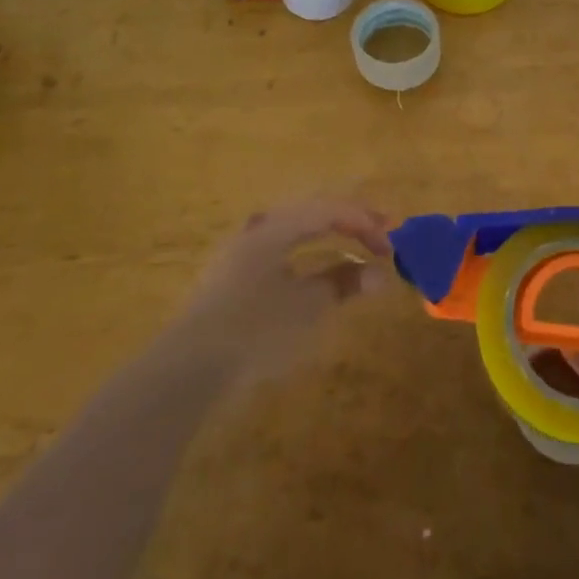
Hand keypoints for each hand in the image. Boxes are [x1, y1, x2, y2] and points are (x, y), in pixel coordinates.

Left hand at [170, 199, 390, 383]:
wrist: (186, 369)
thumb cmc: (255, 330)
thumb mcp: (308, 307)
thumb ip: (344, 284)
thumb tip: (380, 273)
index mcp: (276, 227)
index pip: (329, 210)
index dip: (365, 223)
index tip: (391, 245)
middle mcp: (256, 228)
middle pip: (311, 211)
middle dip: (349, 220)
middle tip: (381, 231)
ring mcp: (239, 251)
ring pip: (293, 227)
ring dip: (327, 233)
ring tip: (352, 242)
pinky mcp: (230, 276)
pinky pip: (279, 247)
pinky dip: (306, 249)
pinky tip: (312, 266)